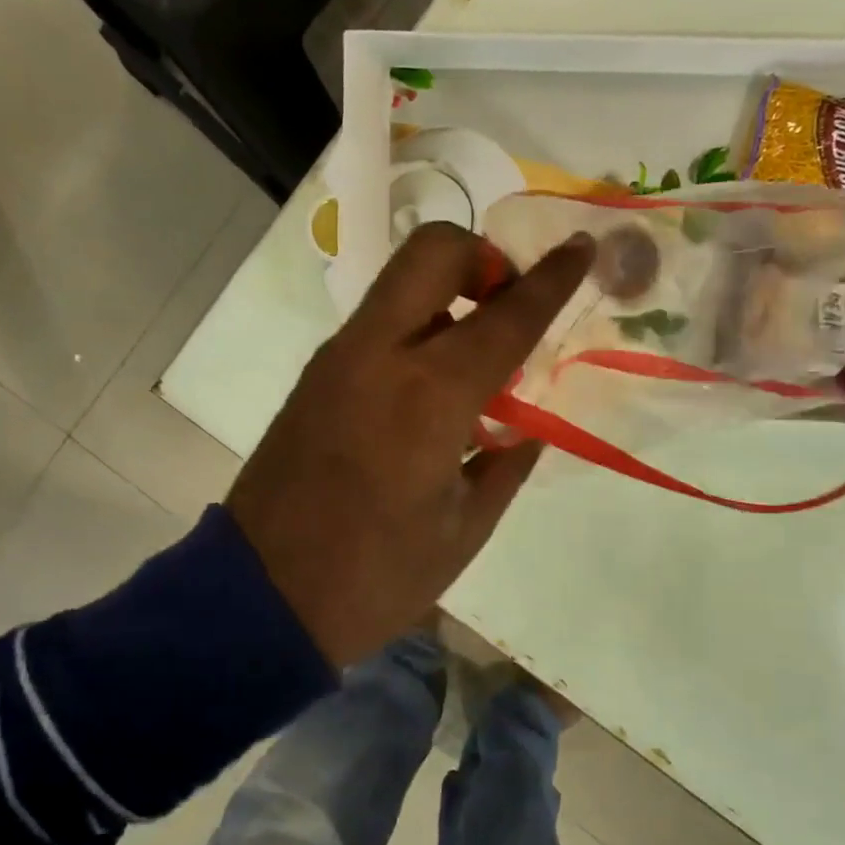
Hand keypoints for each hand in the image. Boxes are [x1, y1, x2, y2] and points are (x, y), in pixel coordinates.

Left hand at [227, 221, 592, 668]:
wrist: (262, 597)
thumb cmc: (377, 575)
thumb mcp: (464, 529)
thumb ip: (506, 464)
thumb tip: (526, 428)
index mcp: (430, 396)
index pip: (507, 316)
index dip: (553, 279)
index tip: (581, 248)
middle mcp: (380, 355)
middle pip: (434, 251)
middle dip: (483, 258)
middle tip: (507, 308)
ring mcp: (339, 358)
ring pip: (401, 282)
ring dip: (450, 292)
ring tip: (477, 356)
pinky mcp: (316, 375)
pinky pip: (379, 323)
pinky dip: (419, 326)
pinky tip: (433, 387)